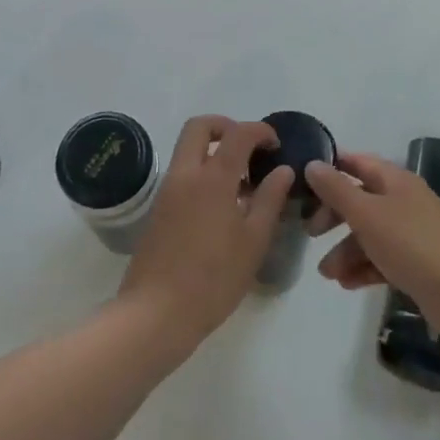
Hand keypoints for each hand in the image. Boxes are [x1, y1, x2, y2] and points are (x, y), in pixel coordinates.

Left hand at [119, 117, 290, 347]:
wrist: (156, 312)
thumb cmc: (214, 279)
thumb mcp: (253, 241)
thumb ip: (269, 200)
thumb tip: (283, 170)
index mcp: (213, 178)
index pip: (238, 133)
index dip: (260, 131)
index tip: (276, 145)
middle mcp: (186, 174)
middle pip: (200, 126)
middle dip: (226, 126)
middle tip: (249, 149)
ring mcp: (167, 189)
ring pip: (187, 148)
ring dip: (213, 150)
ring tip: (241, 183)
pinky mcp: (158, 208)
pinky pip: (182, 172)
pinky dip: (202, 171)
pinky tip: (221, 206)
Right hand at [305, 152, 439, 340]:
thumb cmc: (411, 244)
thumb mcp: (366, 213)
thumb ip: (336, 189)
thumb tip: (312, 164)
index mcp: (395, 180)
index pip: (357, 163)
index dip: (331, 169)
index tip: (304, 183)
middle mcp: (403, 201)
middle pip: (360, 200)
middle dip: (333, 217)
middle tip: (311, 233)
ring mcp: (412, 233)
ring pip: (369, 234)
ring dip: (345, 251)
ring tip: (327, 274)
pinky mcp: (416, 263)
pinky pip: (382, 259)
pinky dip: (363, 268)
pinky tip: (346, 284)